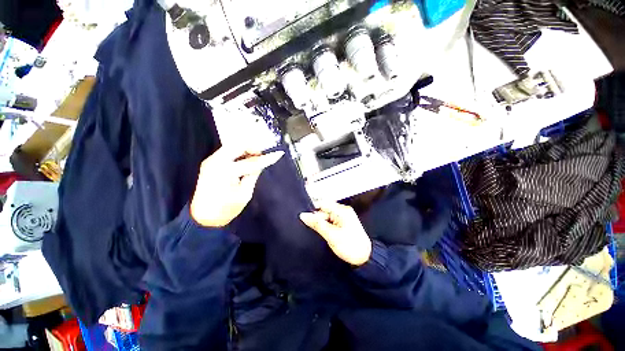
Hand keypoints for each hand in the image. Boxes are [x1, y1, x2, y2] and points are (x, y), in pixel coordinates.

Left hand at [190, 146, 283, 226]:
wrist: (204, 218)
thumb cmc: (226, 209)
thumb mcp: (245, 193)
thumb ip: (253, 175)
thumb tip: (262, 163)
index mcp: (226, 171)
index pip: (251, 161)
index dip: (265, 158)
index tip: (278, 154)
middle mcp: (216, 161)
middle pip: (238, 146)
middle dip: (252, 148)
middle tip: (262, 155)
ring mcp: (211, 161)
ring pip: (232, 147)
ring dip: (245, 150)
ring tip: (255, 158)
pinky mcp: (210, 163)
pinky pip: (227, 152)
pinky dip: (238, 154)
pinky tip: (245, 160)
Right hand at [299, 202, 371, 265]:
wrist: (364, 258)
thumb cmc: (350, 246)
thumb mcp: (331, 235)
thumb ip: (317, 224)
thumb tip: (303, 215)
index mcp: (342, 210)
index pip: (322, 204)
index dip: (313, 211)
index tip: (306, 219)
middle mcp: (343, 211)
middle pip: (324, 210)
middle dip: (318, 219)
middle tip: (316, 230)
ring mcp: (343, 217)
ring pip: (326, 216)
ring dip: (322, 223)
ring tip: (323, 233)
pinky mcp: (343, 223)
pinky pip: (331, 221)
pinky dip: (326, 226)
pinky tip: (326, 233)